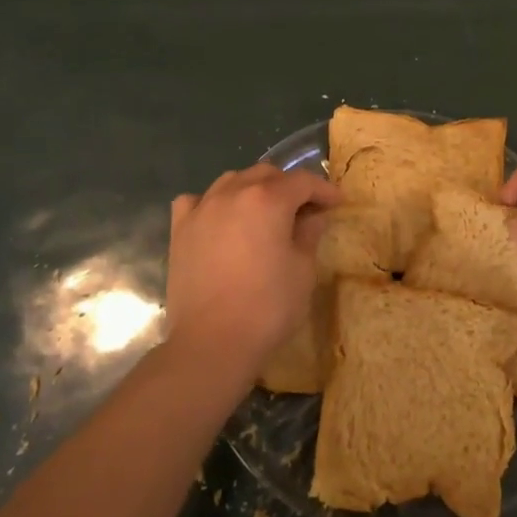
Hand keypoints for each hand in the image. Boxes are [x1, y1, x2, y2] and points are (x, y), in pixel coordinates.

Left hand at [166, 164, 339, 376]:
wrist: (211, 342)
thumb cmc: (267, 306)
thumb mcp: (302, 270)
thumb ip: (309, 234)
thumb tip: (313, 216)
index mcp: (268, 199)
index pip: (302, 181)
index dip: (323, 190)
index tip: (337, 203)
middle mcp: (233, 192)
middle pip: (266, 174)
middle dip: (288, 186)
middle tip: (303, 210)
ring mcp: (202, 208)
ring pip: (231, 181)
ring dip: (252, 189)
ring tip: (263, 212)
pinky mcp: (180, 229)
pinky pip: (196, 201)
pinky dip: (212, 203)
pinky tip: (218, 218)